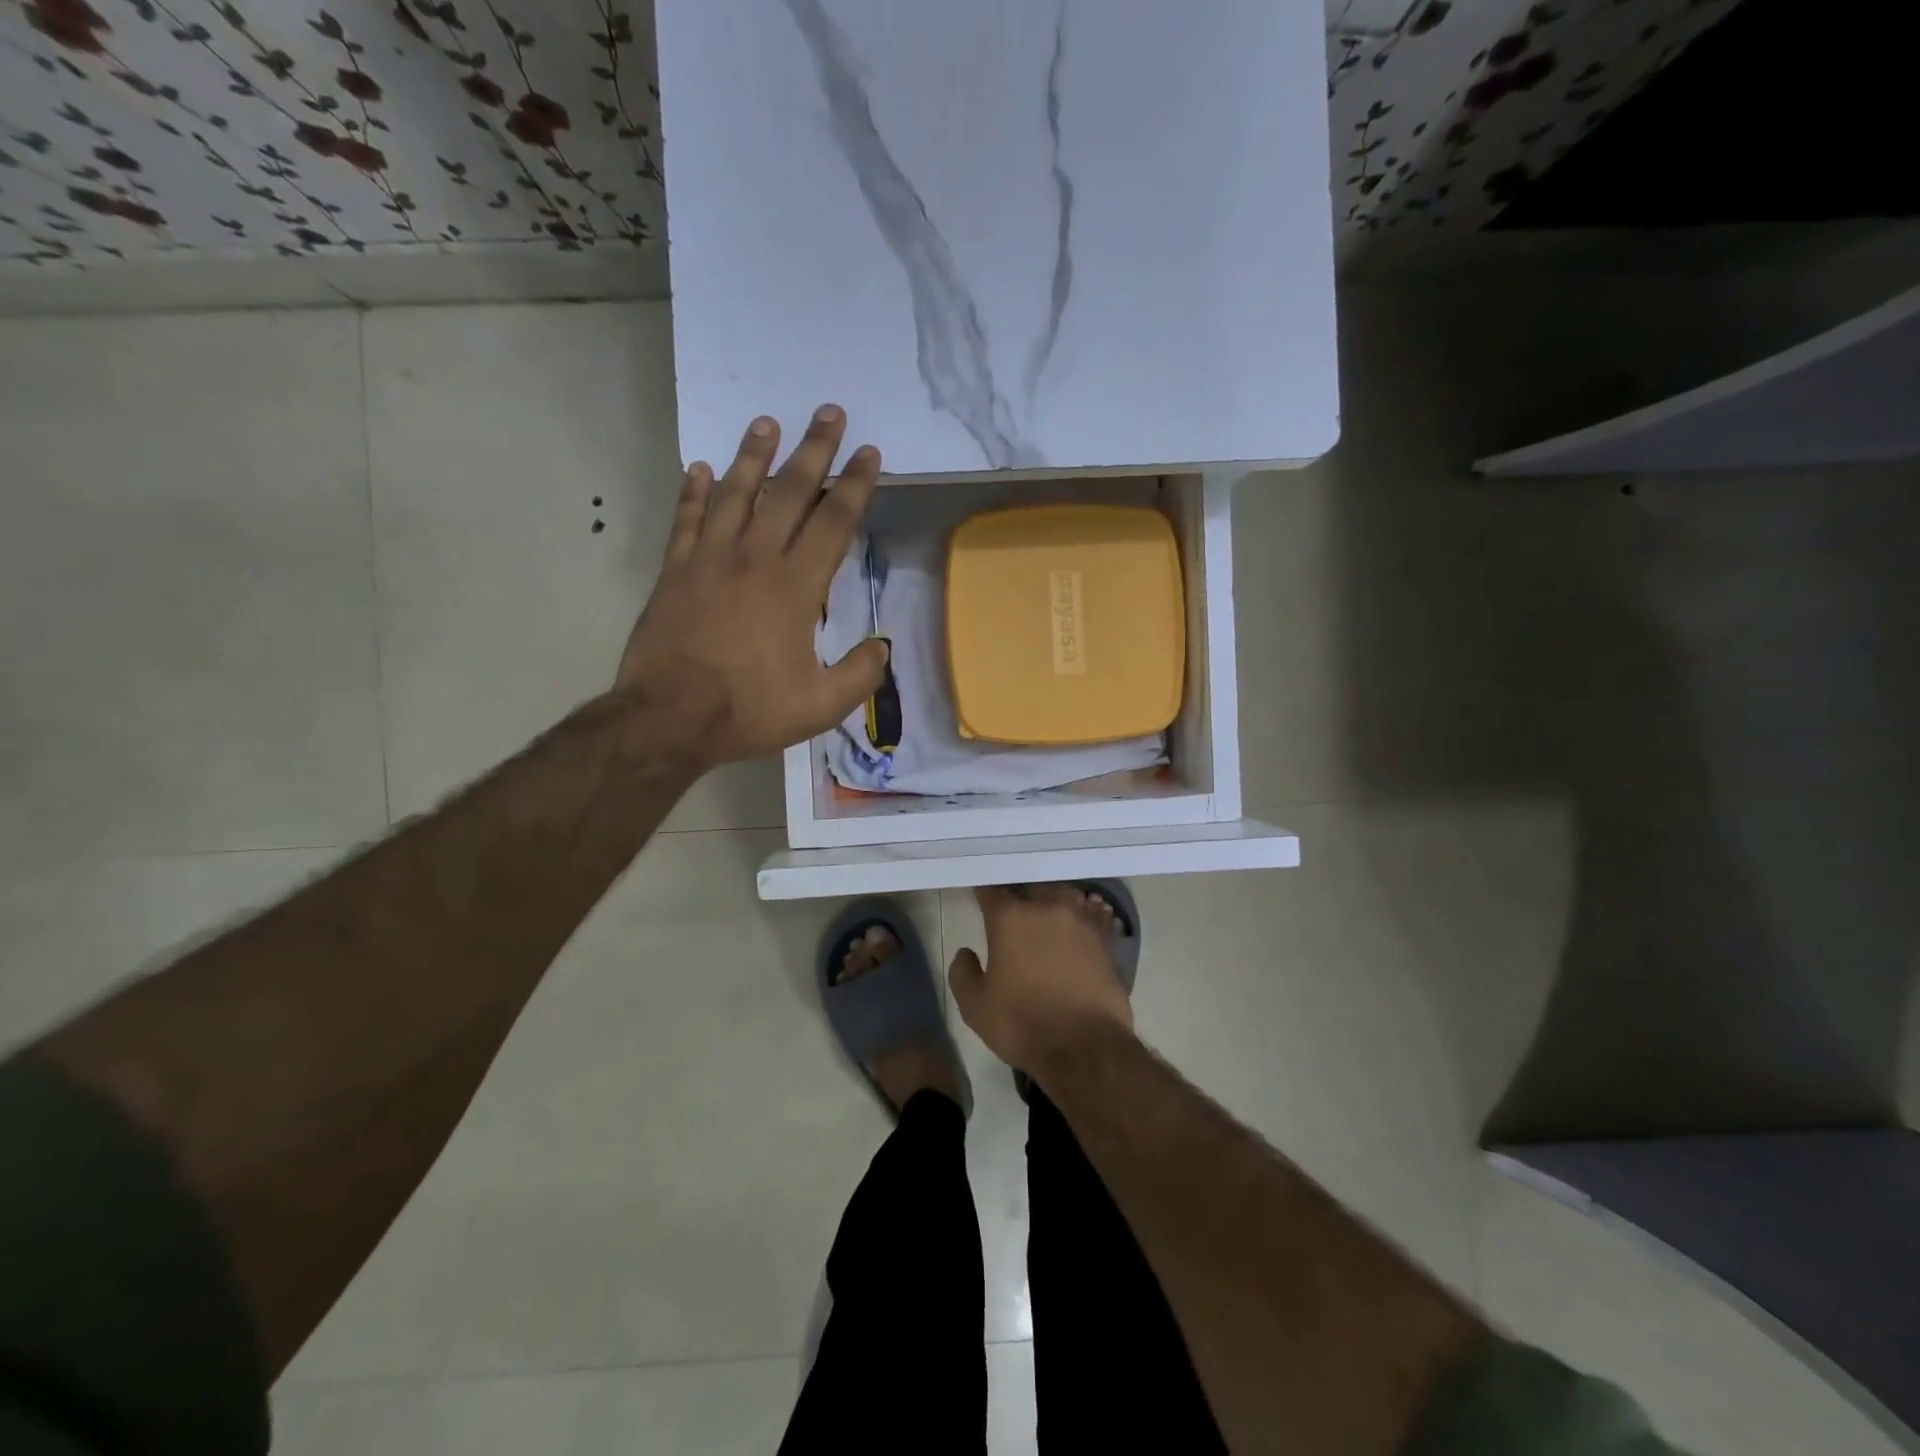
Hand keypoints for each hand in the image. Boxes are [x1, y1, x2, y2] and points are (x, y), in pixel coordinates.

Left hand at [617, 406, 889, 766]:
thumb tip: (881, 647)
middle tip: (829, 413)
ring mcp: (709, 559)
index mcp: (796, 587)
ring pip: (735, 493)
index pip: (833, 522)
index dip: (855, 485)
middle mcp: (755, 558)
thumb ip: (859, 675)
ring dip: (753, 455)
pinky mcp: (675, 571)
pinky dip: (692, 491)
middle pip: (789, 492)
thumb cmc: (749, 710)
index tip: (869, 453)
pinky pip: (686, 519)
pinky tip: (698, 468)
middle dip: (814, 450)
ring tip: (766, 422)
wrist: (669, 718)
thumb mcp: (821, 706)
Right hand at [948, 886, 1135, 1074]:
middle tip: (1011, 910)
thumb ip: (963, 972)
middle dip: (1018, 895)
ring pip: (1062, 896)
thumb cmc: (1022, 1024)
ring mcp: (1080, 921)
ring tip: (1044, 916)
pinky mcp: (1104, 940)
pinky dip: (1078, 919)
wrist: (1085, 1047)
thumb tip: (967, 953)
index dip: (983, 893)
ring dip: (1050, 902)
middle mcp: (1047, 907)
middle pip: (1029, 888)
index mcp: (1010, 917)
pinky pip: (1088, 917)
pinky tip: (1073, 930)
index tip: (980, 900)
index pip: (992, 890)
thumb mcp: (975, 1006)